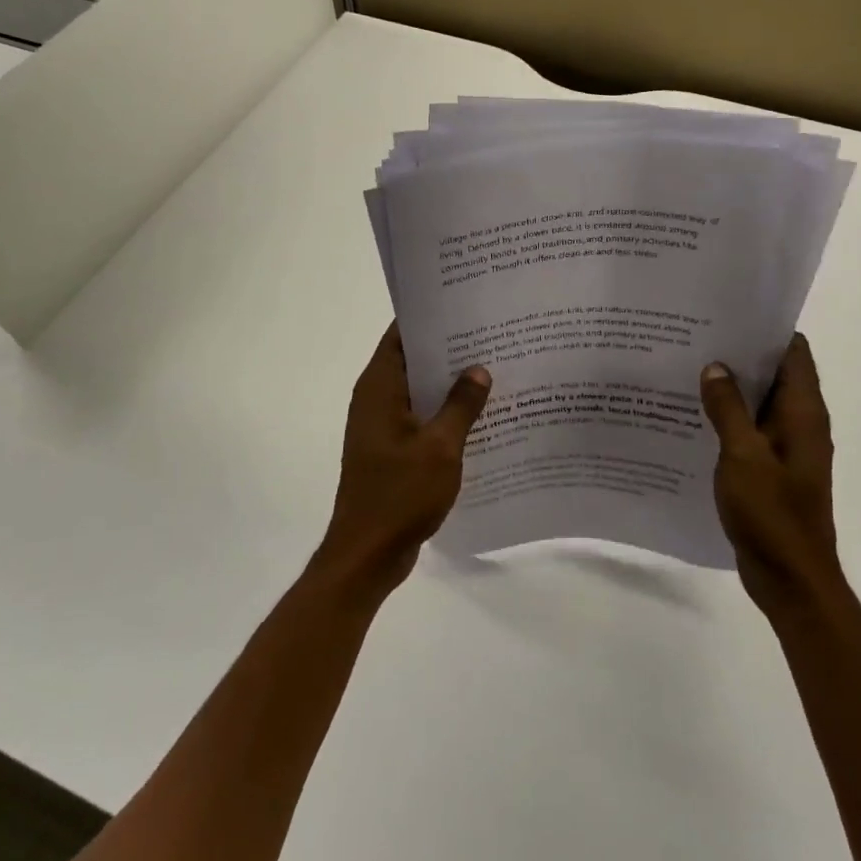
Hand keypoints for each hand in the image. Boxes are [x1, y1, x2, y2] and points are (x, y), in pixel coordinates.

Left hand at [317, 323, 491, 595]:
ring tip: (493, 368)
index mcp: (379, 388)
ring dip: (449, 383)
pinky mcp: (391, 449)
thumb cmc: (400, 495)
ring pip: (419, 390)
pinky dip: (444, 412)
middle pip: (413, 360)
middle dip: (448, 348)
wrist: (367, 555)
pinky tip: (480, 414)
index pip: (401, 335)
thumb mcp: (441, 447)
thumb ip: (461, 405)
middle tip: (491, 334)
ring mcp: (382, 425)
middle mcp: (376, 399)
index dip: (430, 318)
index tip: (464, 305)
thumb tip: (478, 369)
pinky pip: (420, 418)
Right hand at [700, 334, 839, 615]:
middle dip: (741, 354)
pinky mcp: (772, 469)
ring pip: (759, 403)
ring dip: (732, 387)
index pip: (794, 353)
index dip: (766, 329)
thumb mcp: (742, 456)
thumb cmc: (772, 515)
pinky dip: (729, 418)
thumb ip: (728, 409)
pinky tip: (694, 415)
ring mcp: (787, 448)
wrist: (791, 580)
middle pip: (775, 374)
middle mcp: (800, 424)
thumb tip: (715, 366)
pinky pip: (750, 431)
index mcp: (803, 414)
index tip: (729, 313)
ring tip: (689, 366)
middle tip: (697, 335)